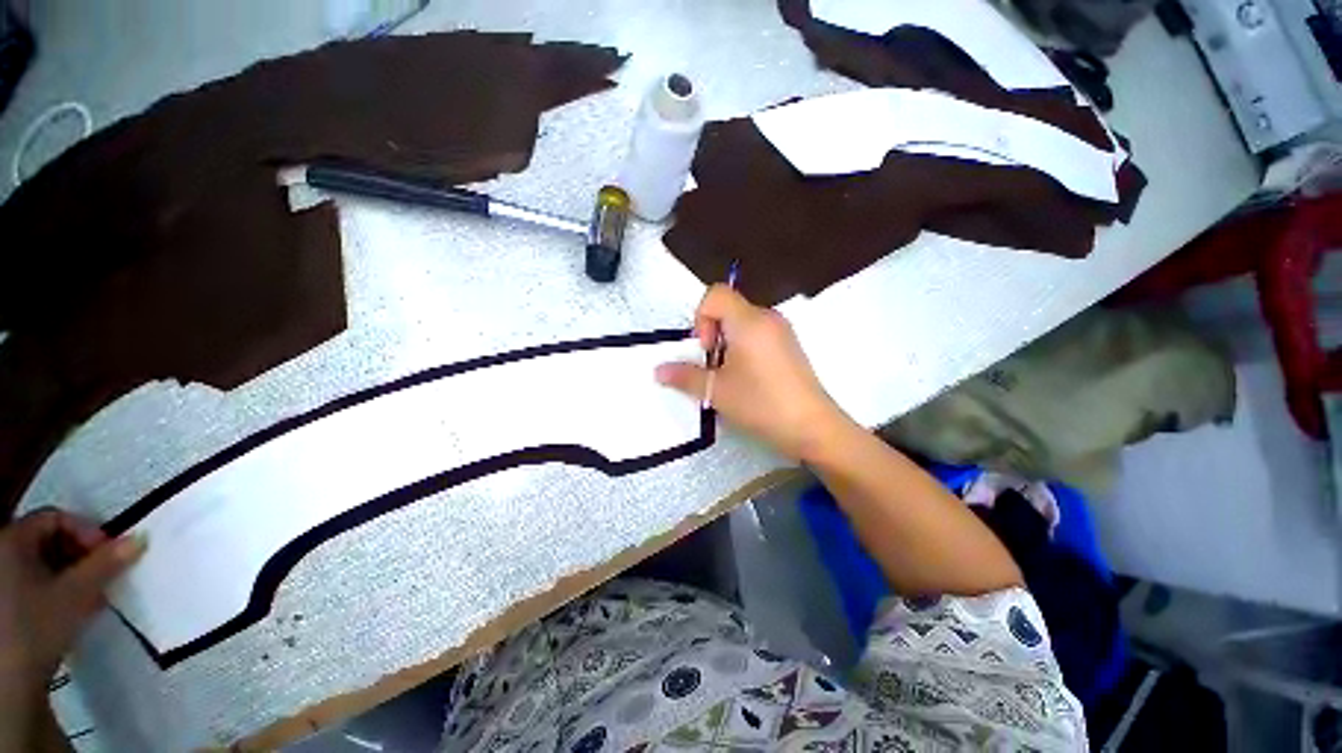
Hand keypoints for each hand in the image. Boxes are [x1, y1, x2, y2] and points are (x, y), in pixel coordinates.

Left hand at [0, 509, 143, 700]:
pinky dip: (53, 589)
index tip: (107, 553)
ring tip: (88, 595)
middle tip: (101, 575)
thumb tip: (139, 538)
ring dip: (68, 573)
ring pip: (39, 563)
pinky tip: (67, 610)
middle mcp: (0, 549)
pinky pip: (29, 581)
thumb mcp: (77, 594)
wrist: (9, 678)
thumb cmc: (38, 625)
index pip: (54, 517)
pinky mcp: (4, 601)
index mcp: (11, 538)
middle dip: (77, 555)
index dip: (84, 531)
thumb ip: (107, 563)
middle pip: (45, 539)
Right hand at [656, 285, 847, 460]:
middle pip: (728, 309)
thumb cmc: (761, 403)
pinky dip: (744, 349)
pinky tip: (750, 380)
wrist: (812, 427)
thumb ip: (684, 376)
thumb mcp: (716, 391)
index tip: (707, 350)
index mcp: (749, 321)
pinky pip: (758, 335)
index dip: (701, 318)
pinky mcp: (790, 346)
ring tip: (731, 377)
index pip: (715, 294)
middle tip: (715, 367)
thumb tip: (658, 371)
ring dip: (728, 344)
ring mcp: (782, 331)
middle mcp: (767, 317)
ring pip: (742, 324)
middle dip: (713, 335)